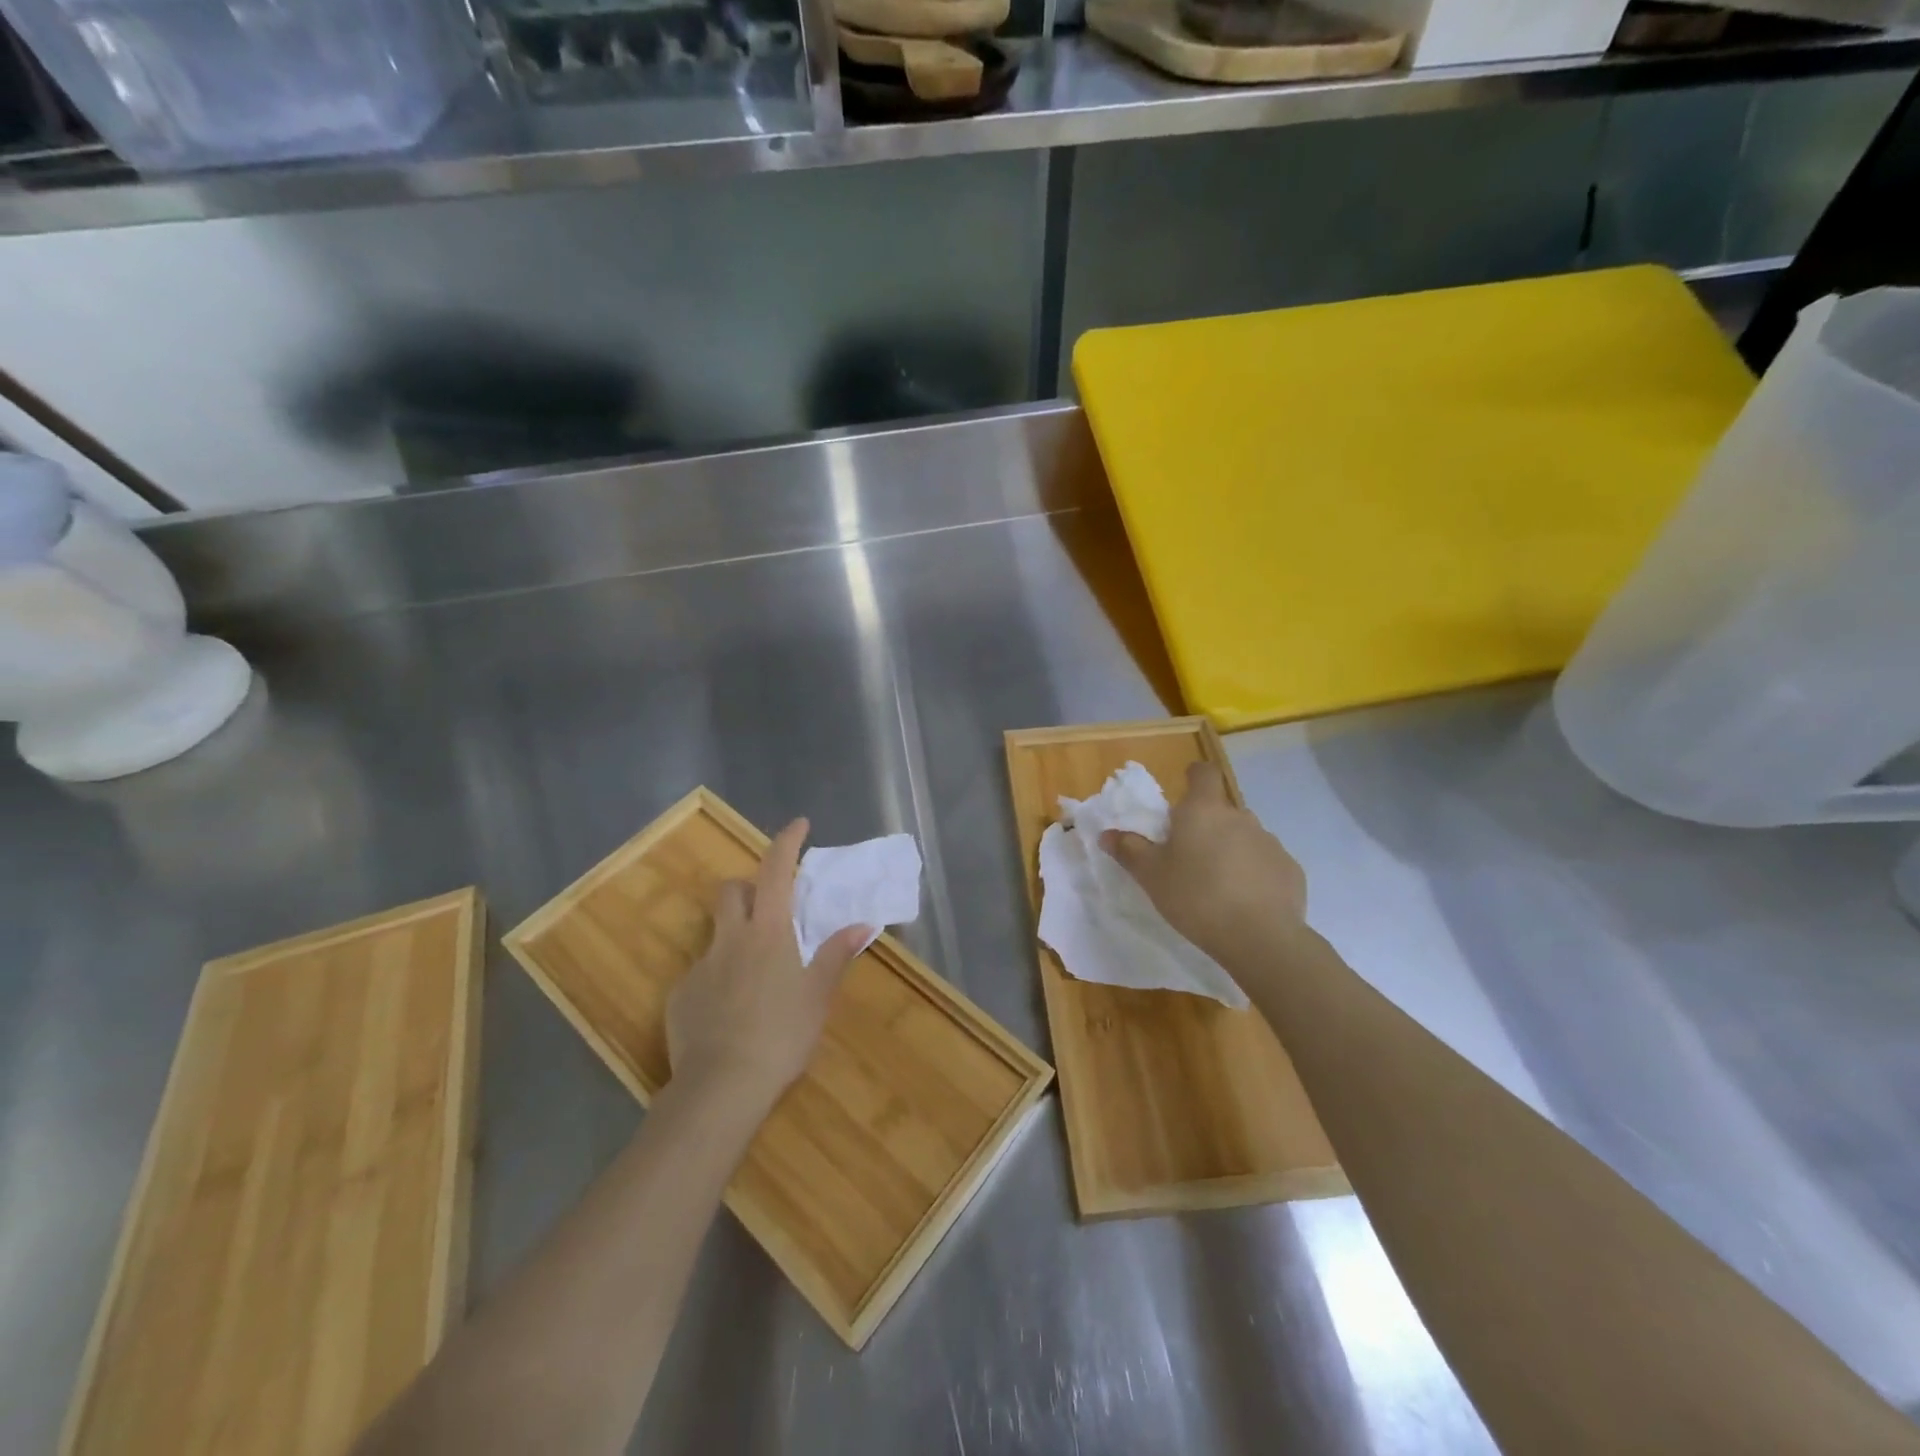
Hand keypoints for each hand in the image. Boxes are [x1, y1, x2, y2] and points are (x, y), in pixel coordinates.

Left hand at [666, 818, 869, 1110]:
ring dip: (734, 933)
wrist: (721, 1087)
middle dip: (747, 885)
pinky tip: (729, 1012)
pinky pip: (701, 973)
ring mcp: (700, 966)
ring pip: (715, 931)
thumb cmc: (782, 1035)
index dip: (787, 842)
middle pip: (731, 890)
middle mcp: (730, 938)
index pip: (776, 870)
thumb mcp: (818, 996)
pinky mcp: (679, 996)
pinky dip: (718, 978)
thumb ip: (836, 955)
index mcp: (769, 932)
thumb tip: (861, 924)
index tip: (799, 824)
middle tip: (769, 907)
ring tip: (753, 969)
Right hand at [1100, 762, 1308, 960]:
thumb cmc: (1195, 896)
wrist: (1259, 937)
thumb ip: (1129, 850)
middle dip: (1207, 826)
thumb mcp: (1151, 876)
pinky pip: (1265, 863)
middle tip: (1189, 857)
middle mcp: (1240, 817)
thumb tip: (1107, 834)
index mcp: (1204, 810)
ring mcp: (1269, 842)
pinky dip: (1254, 874)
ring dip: (1231, 850)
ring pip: (1244, 836)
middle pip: (1221, 810)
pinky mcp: (1290, 869)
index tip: (1184, 794)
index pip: (1204, 773)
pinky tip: (1245, 901)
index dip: (1194, 777)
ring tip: (1217, 884)